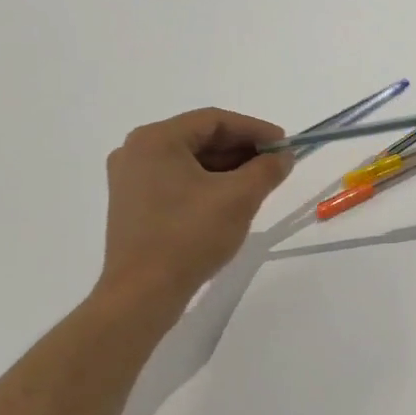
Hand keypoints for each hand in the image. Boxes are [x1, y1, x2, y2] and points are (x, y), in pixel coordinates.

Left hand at [95, 108, 293, 313]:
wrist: (142, 294)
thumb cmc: (190, 236)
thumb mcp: (239, 198)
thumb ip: (267, 169)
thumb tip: (283, 157)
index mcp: (156, 140)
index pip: (215, 120)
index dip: (255, 130)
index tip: (285, 145)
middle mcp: (137, 151)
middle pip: (201, 138)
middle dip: (242, 149)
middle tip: (275, 164)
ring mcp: (130, 179)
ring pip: (190, 161)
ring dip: (227, 167)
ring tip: (259, 183)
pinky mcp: (133, 204)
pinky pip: (177, 180)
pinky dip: (207, 183)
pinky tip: (231, 200)